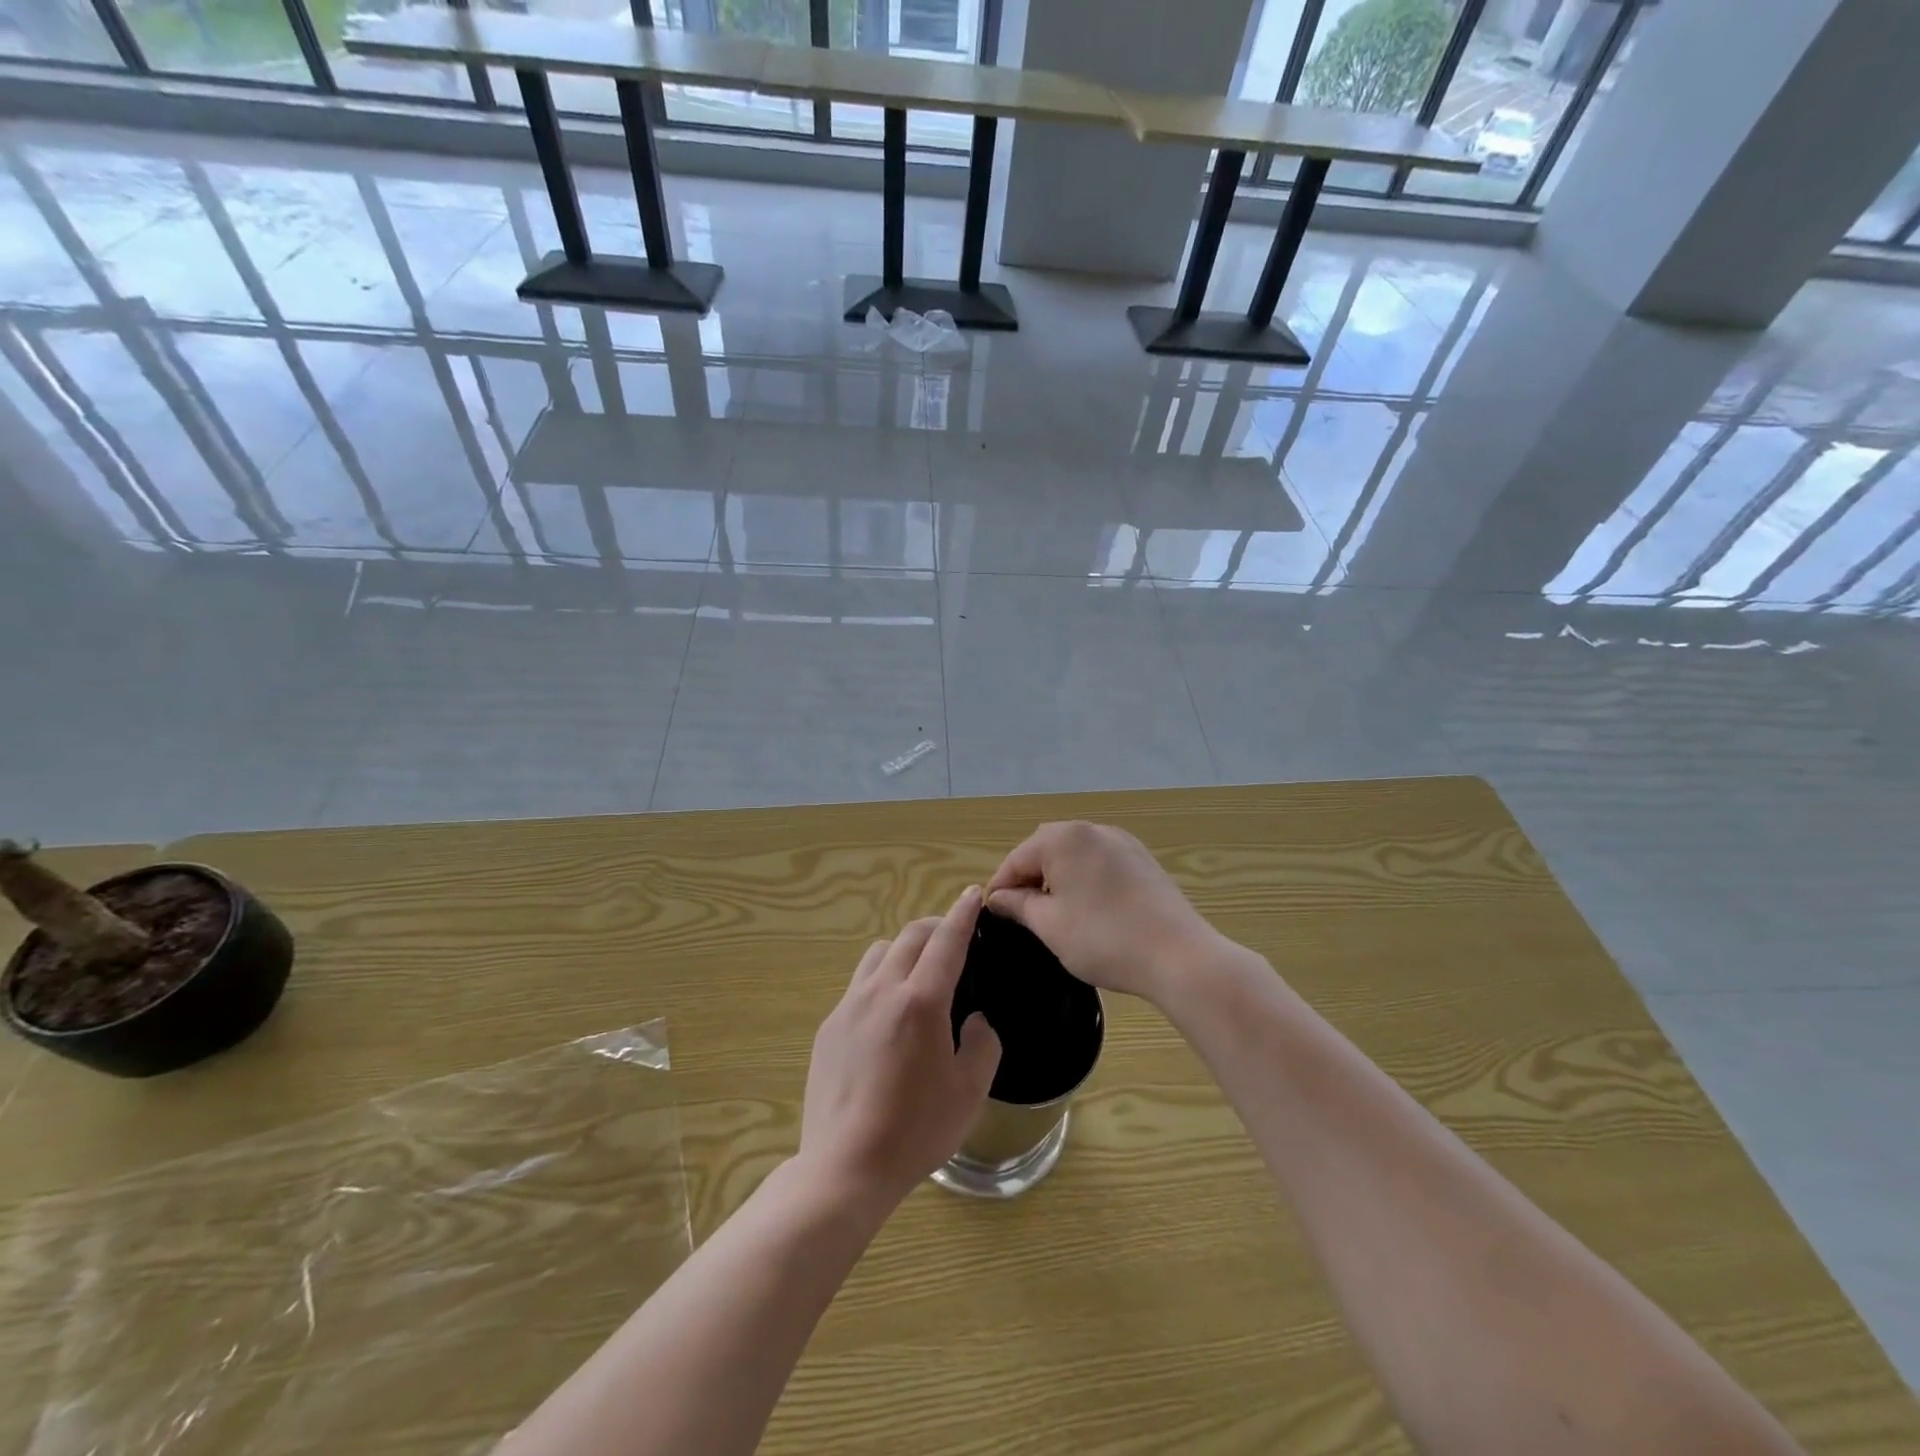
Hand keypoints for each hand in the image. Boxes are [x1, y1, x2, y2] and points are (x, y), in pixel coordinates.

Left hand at [798, 886, 1002, 1216]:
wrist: (845, 1166)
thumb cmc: (916, 1131)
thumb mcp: (970, 1092)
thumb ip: (982, 1044)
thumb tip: (974, 1020)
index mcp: (920, 1002)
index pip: (946, 941)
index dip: (962, 914)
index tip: (972, 894)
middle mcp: (881, 991)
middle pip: (909, 936)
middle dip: (936, 927)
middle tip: (954, 938)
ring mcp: (849, 1006)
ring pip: (879, 953)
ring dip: (904, 948)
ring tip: (919, 972)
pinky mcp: (829, 1026)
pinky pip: (859, 984)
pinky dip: (881, 978)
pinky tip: (888, 1015)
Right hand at [985, 822, 1228, 1005]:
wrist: (1178, 956)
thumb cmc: (1103, 939)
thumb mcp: (1050, 925)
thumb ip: (1019, 905)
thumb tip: (999, 898)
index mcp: (1063, 838)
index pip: (1017, 859)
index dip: (1001, 888)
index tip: (993, 917)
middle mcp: (1092, 829)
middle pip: (1045, 849)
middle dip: (1029, 878)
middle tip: (1022, 915)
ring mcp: (1121, 841)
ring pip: (1074, 854)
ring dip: (1057, 877)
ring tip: (1055, 914)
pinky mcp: (1142, 859)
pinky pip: (1100, 861)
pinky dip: (1085, 878)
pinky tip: (1089, 909)